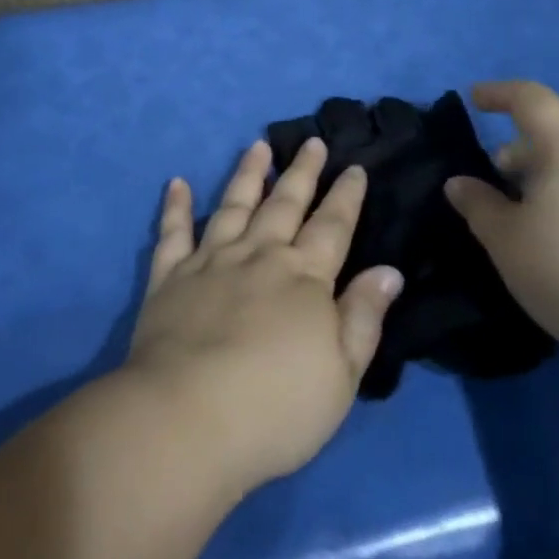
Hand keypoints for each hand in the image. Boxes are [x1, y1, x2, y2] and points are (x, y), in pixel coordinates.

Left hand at [121, 137, 403, 494]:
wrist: (188, 417)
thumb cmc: (276, 407)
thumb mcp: (341, 374)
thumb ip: (363, 317)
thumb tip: (388, 270)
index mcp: (303, 278)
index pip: (331, 226)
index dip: (345, 196)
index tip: (353, 167)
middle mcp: (258, 256)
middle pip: (284, 204)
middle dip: (301, 171)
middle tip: (310, 141)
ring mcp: (210, 261)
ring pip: (233, 205)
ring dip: (247, 174)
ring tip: (257, 146)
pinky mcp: (170, 277)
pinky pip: (174, 232)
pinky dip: (176, 206)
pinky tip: (178, 183)